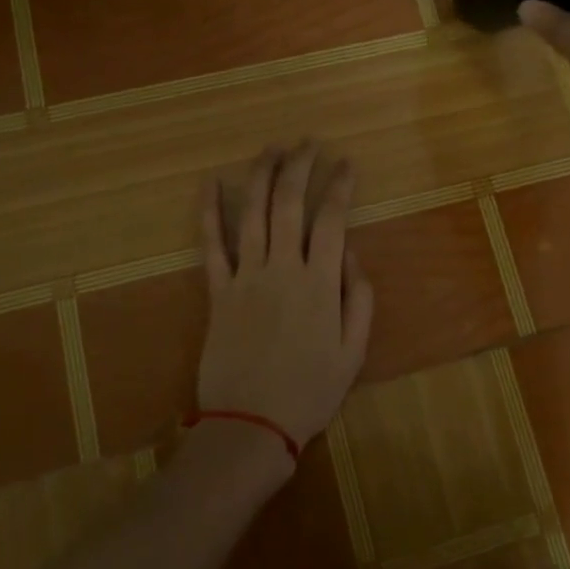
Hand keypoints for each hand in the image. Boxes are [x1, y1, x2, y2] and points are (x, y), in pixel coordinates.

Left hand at [197, 142, 373, 451]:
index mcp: (319, 283)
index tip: (346, 162)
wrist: (251, 425)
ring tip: (272, 148)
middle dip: (299, 166)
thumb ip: (359, 298)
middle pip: (289, 203)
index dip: (339, 185)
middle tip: (308, 142)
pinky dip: (210, 212)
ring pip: (254, 213)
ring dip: (262, 176)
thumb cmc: (309, 392)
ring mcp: (246, 276)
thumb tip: (350, 253)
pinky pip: (212, 245)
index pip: (331, 219)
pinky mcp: (218, 291)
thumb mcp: (354, 352)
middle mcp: (282, 268)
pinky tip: (211, 183)